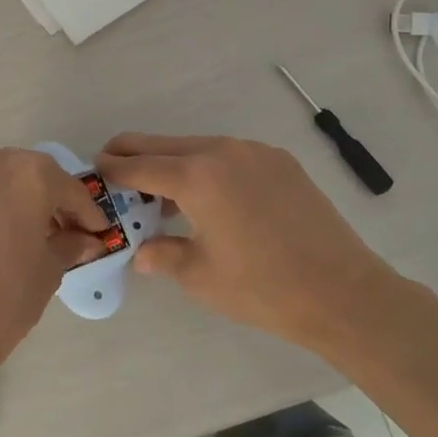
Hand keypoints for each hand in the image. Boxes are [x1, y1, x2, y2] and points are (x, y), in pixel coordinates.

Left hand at [0, 147, 110, 394]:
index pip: (70, 190)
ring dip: (26, 201)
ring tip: (39, 237)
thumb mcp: (48, 271)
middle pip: (36, 176)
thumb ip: (69, 246)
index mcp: (29, 174)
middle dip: (55, 202)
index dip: (88, 214)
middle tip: (70, 233)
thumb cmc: (4, 297)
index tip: (100, 234)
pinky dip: (0, 206)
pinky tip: (8, 236)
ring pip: (7, 180)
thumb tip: (85, 240)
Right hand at [96, 133, 421, 350]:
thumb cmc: (261, 288)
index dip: (113, 168)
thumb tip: (141, 252)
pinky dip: (207, 166)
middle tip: (113, 163)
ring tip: (159, 187)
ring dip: (173, 161)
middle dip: (135, 153)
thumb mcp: (199, 276)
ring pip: (198, 146)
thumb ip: (162, 255)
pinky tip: (208, 194)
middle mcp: (223, 151)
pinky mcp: (280, 161)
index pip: (140, 165)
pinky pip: (229, 155)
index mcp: (196, 177)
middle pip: (165, 144)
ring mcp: (255, 152)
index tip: (95, 168)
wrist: (342, 292)